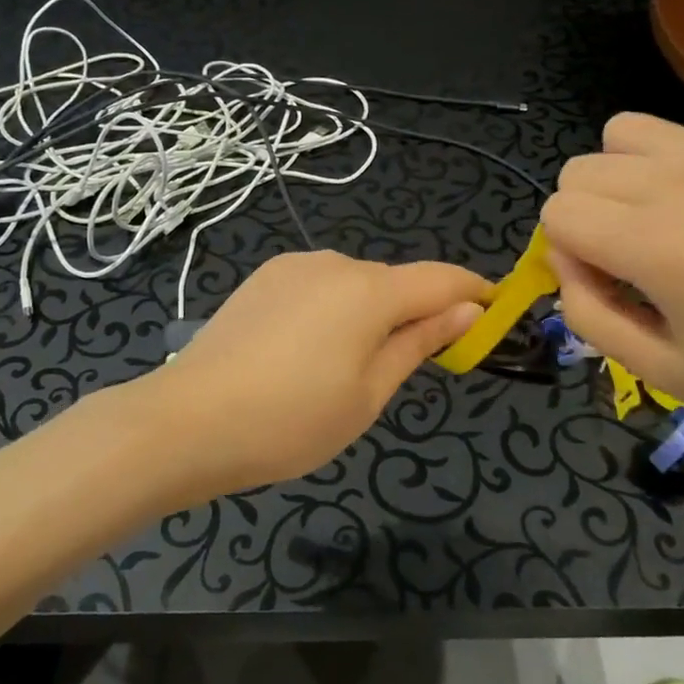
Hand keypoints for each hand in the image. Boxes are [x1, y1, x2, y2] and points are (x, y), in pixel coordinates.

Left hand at [141, 252, 487, 497]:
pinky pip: (318, 286)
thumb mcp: (369, 393)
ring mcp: (292, 267)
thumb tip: (468, 309)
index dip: (474, 291)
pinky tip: (307, 352)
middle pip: (395, 283)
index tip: (495, 312)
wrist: (188, 421)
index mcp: (369, 290)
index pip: (441, 278)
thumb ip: (419, 342)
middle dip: (415, 313)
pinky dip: (333, 310)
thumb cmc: (291, 420)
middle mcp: (333, 262)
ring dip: (370, 313)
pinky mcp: (263, 278)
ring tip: (345, 368)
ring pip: (354, 284)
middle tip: (408, 367)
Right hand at [541, 113, 683, 447]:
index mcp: (657, 244)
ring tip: (652, 223)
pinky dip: (661, 168)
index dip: (565, 254)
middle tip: (627, 262)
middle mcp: (681, 184)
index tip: (607, 287)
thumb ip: (588, 314)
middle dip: (583, 216)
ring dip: (616, 177)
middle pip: (579, 169)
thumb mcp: (662, 373)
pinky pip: (674, 138)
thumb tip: (566, 261)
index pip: (557, 212)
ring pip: (620, 133)